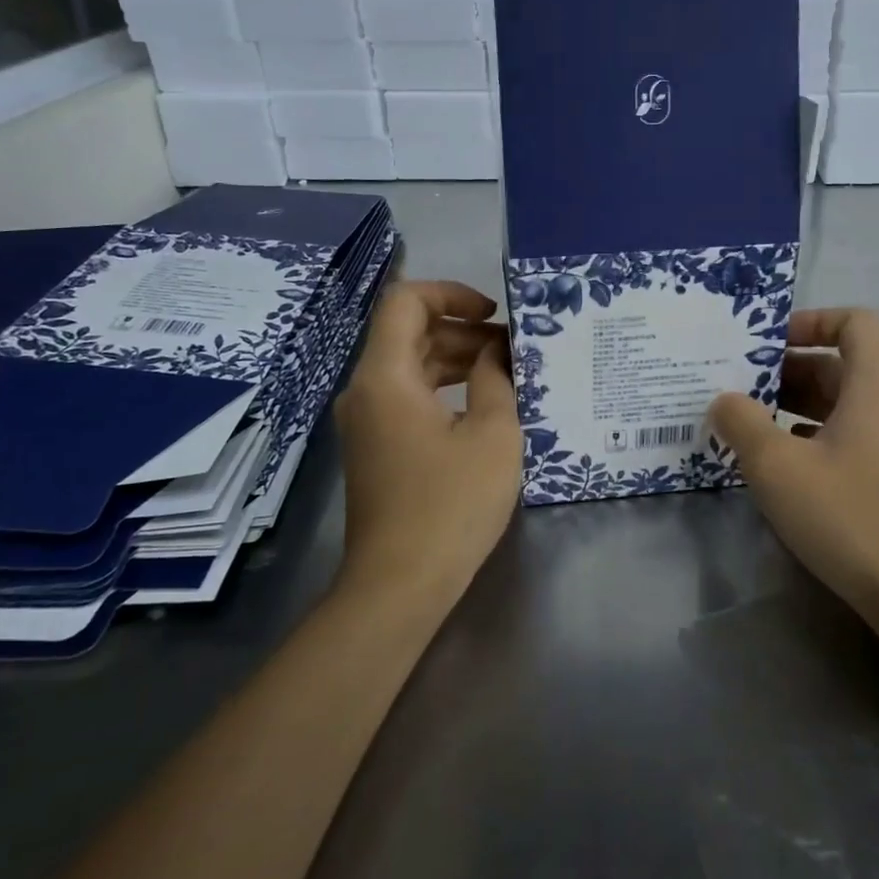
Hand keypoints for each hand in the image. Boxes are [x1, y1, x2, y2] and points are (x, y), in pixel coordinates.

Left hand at [333, 280, 522, 607]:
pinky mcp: (375, 447)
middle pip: (408, 333)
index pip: (405, 302)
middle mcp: (365, 390)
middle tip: (513, 348)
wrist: (399, 584)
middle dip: (462, 330)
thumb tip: (495, 350)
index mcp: (385, 377)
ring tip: (506, 373)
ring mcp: (366, 421)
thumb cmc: (451, 503)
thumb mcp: (492, 433)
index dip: (451, 293)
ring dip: (455, 360)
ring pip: (409, 366)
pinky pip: (407, 397)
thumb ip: (495, 378)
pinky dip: (442, 388)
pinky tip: (482, 405)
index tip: (492, 313)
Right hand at [709, 308, 878, 620]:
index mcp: (874, 388)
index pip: (857, 322)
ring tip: (746, 423)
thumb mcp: (777, 466)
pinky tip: (776, 465)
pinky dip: (809, 438)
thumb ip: (742, 423)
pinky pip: (845, 439)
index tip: (770, 344)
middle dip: (787, 369)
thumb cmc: (848, 515)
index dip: (813, 320)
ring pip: (840, 405)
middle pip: (840, 365)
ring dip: (793, 406)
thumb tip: (724, 400)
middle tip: (739, 385)